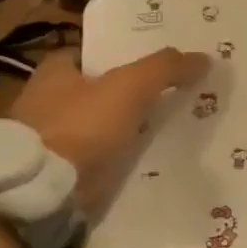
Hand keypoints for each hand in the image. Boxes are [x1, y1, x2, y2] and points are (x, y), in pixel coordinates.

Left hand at [4, 47, 209, 213]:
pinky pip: (93, 162)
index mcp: (54, 72)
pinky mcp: (54, 175)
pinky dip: (113, 163)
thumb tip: (203, 58)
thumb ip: (165, 68)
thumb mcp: (130, 87)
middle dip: (125, 98)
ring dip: (122, 133)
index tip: (155, 67)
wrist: (42, 191)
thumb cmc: (80, 126)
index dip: (122, 58)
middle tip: (167, 101)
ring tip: (163, 137)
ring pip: (96, 129)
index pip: (92, 56)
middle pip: (96, 93)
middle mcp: (44, 102)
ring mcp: (48, 142)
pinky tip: (141, 166)